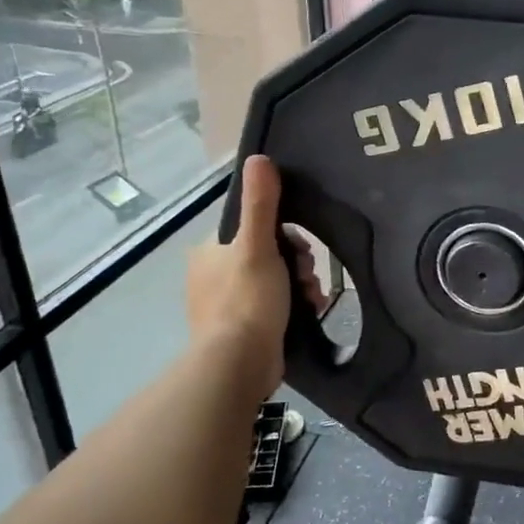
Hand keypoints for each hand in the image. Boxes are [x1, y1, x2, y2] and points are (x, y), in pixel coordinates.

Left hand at [187, 156, 307, 395]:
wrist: (238, 365)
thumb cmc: (247, 300)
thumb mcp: (257, 245)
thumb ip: (261, 203)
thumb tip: (258, 158)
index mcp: (209, 252)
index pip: (253, 228)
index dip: (284, 235)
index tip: (302, 249)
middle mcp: (212, 276)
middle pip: (268, 255)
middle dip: (297, 263)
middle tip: (308, 276)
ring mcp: (226, 306)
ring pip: (275, 282)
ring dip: (301, 285)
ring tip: (313, 298)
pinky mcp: (241, 331)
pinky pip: (274, 307)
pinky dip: (295, 307)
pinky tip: (311, 312)